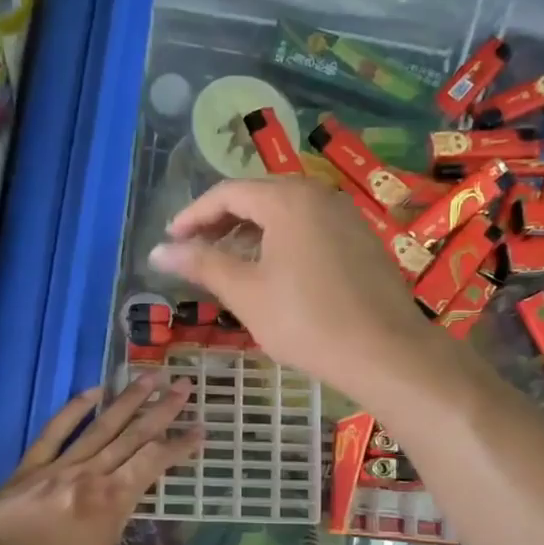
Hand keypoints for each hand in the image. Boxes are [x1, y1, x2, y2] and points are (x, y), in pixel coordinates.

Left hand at [0, 375, 200, 544]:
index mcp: (112, 502)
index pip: (154, 463)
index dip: (180, 446)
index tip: (201, 429)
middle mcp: (89, 474)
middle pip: (132, 435)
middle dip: (161, 410)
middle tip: (183, 385)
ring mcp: (56, 467)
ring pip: (100, 426)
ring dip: (126, 401)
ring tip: (148, 377)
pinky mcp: (27, 470)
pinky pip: (56, 432)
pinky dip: (74, 410)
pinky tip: (90, 393)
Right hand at [148, 177, 443, 403]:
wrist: (385, 352)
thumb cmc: (306, 321)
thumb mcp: (246, 293)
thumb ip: (202, 264)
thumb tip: (158, 251)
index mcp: (288, 199)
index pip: (228, 193)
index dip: (193, 215)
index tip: (171, 241)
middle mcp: (319, 196)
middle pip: (258, 197)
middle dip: (221, 223)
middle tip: (195, 252)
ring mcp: (345, 217)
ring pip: (285, 214)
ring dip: (250, 234)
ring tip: (227, 265)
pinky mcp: (361, 241)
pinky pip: (309, 229)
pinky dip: (280, 243)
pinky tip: (271, 274)